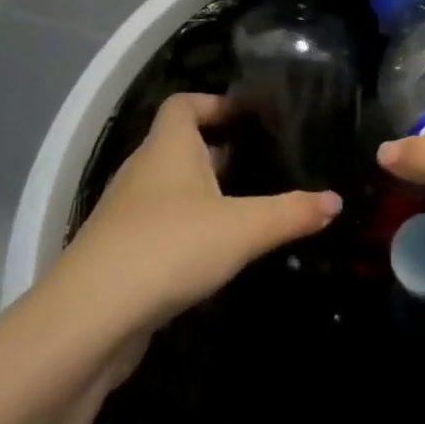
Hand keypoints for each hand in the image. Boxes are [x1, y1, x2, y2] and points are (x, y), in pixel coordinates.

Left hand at [47, 93, 340, 333]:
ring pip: (168, 189)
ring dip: (201, 193)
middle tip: (259, 162)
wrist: (87, 321)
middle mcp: (143, 170)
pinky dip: (184, 230)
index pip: (183, 103)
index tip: (246, 116)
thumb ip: (291, 213)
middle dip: (216, 151)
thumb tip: (336, 200)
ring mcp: (125, 214)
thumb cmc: (169, 247)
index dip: (213, 102)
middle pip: (178, 145)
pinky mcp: (118, 255)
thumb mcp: (242, 228)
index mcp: (168, 146)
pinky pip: (158, 227)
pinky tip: (212, 255)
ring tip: (244, 207)